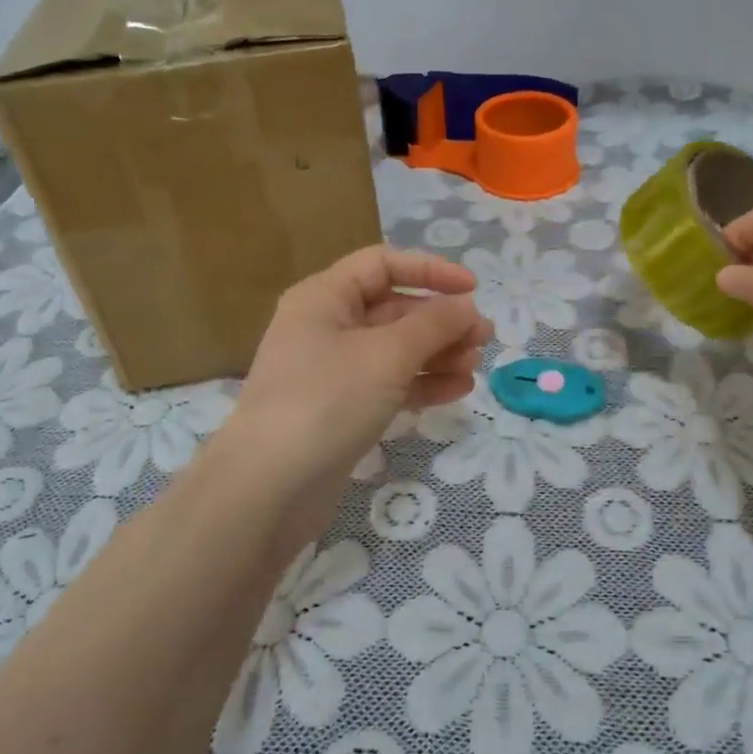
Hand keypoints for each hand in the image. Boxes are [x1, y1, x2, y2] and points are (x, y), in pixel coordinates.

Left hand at [225, 247, 491, 539]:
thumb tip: (467, 306)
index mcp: (325, 297)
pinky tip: (457, 391)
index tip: (473, 288)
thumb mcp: (387, 354)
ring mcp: (332, 371)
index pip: (383, 264)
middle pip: (393, 309)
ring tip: (474, 366)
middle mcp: (325, 326)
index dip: (430, 270)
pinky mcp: (340, 409)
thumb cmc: (327, 401)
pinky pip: (388, 384)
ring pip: (394, 349)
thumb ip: (434, 324)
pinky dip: (421, 383)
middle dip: (441, 321)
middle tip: (484, 338)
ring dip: (437, 353)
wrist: (268, 489)